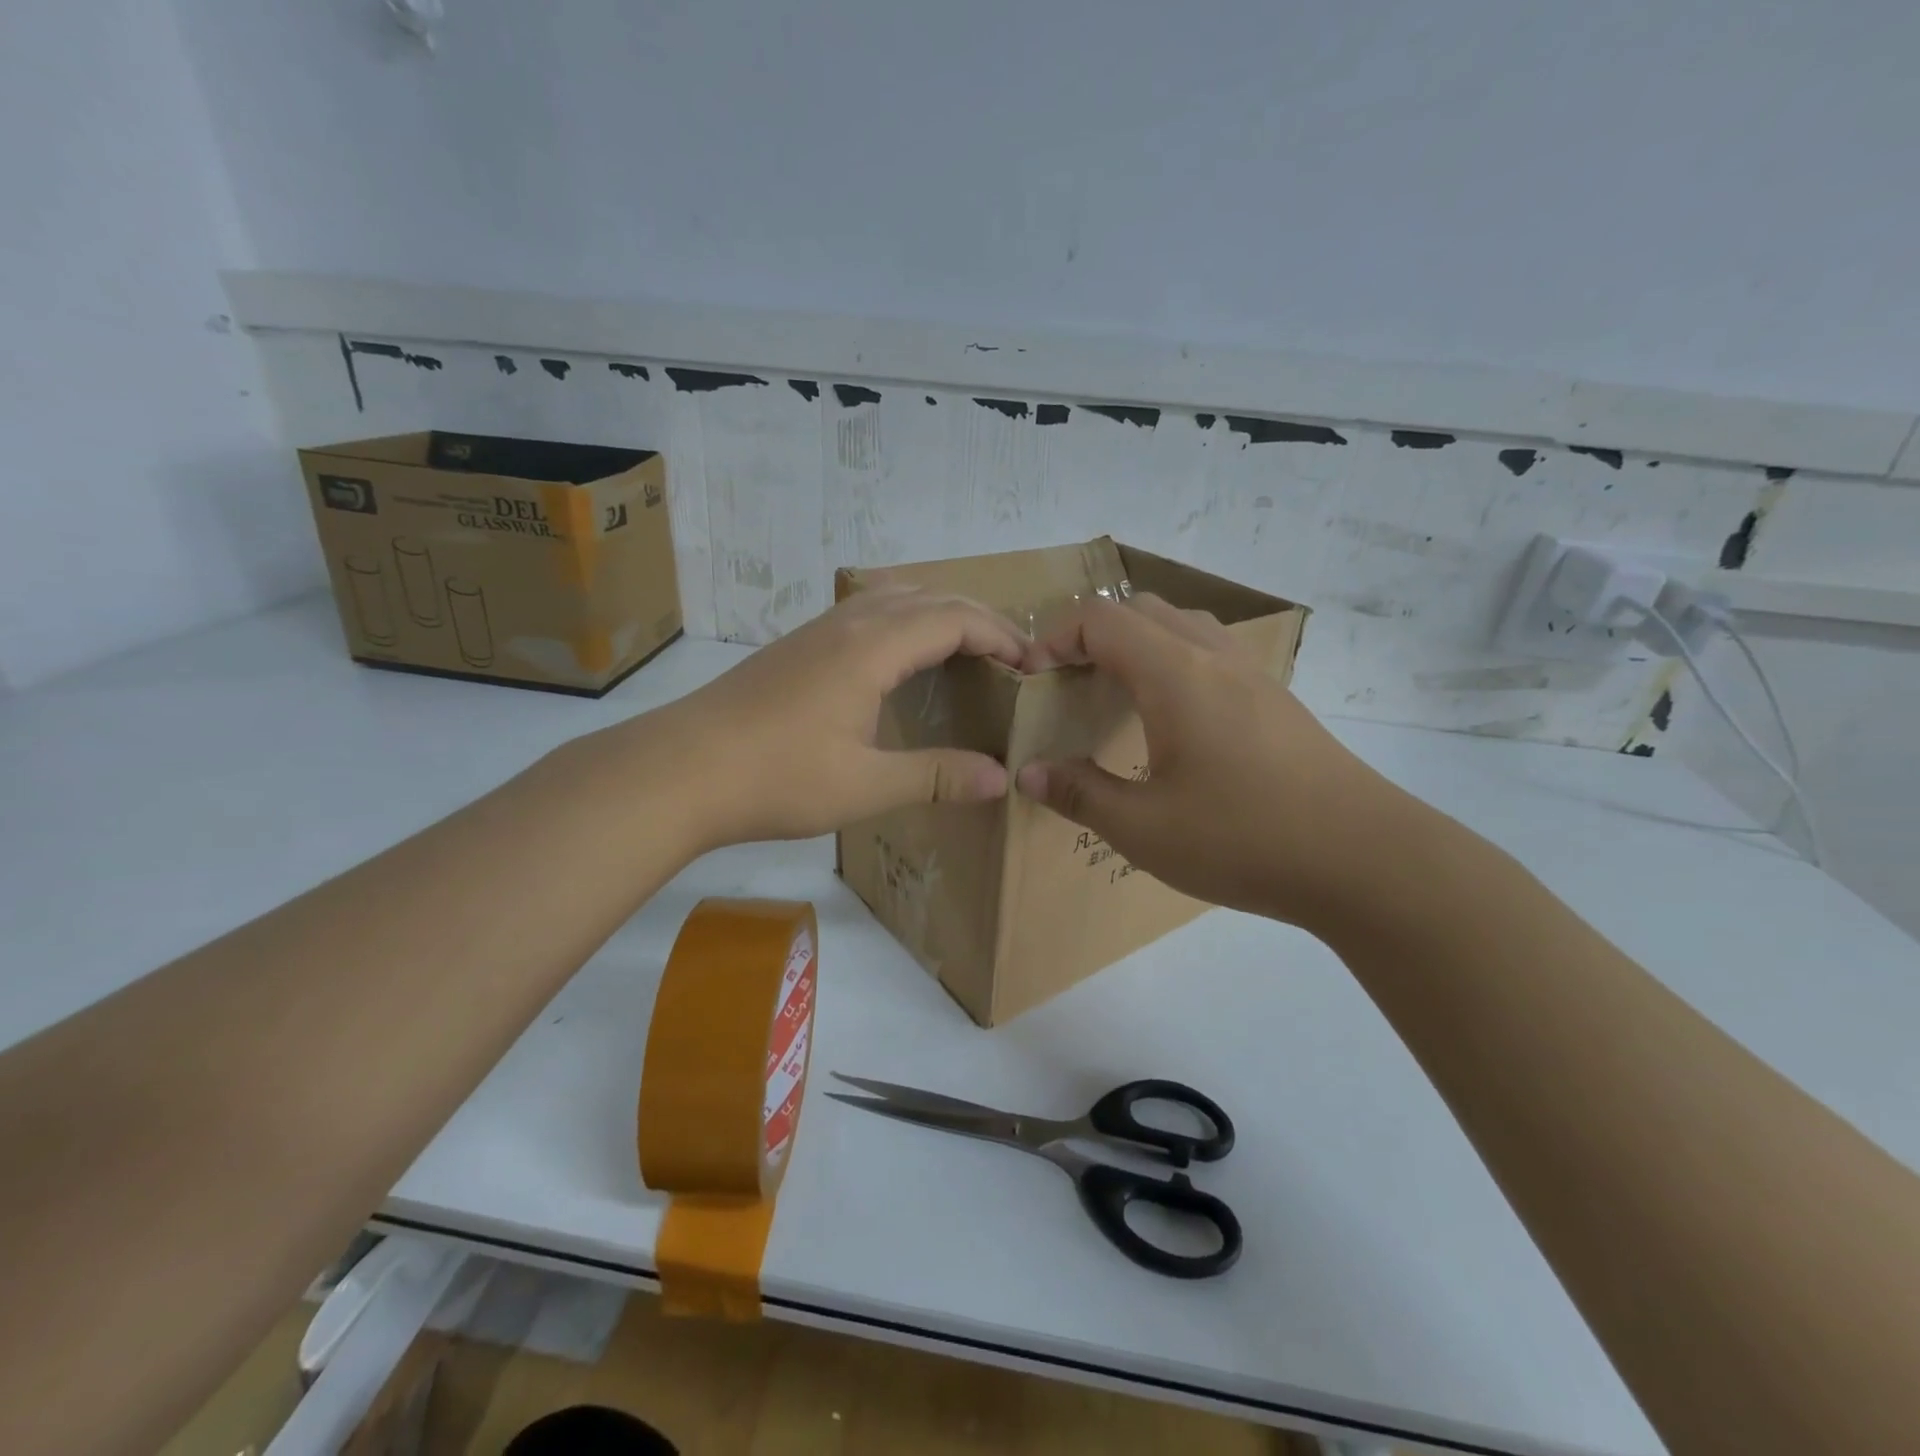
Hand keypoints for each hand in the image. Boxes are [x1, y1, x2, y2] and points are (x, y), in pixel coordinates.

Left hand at [633, 587, 1024, 848]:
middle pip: (929, 596)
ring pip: (894, 595)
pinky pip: (867, 610)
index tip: (1031, 667)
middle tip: (1010, 657)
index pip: (955, 618)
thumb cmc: (777, 777)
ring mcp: (817, 630)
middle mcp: (849, 623)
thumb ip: (937, 775)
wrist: (680, 769)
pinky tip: (900, 658)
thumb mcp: (866, 785)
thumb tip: (1001, 778)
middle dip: (978, 618)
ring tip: (965, 649)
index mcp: (872, 647)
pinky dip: (904, 620)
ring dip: (939, 611)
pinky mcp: (797, 645)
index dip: (1000, 636)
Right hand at [1016, 594, 1426, 931]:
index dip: (1055, 639)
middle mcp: (1214, 657)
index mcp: (1175, 674)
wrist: (1366, 859)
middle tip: (1069, 686)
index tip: (1034, 682)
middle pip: (1141, 610)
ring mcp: (1254, 676)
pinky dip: (1174, 664)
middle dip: (1092, 635)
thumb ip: (1079, 795)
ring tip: (1116, 697)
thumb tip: (1030, 773)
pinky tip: (1173, 724)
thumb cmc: (1243, 838)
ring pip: (1182, 627)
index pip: (1101, 619)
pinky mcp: (1277, 701)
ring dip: (1137, 645)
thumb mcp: (1144, 829)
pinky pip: (1212, 655)